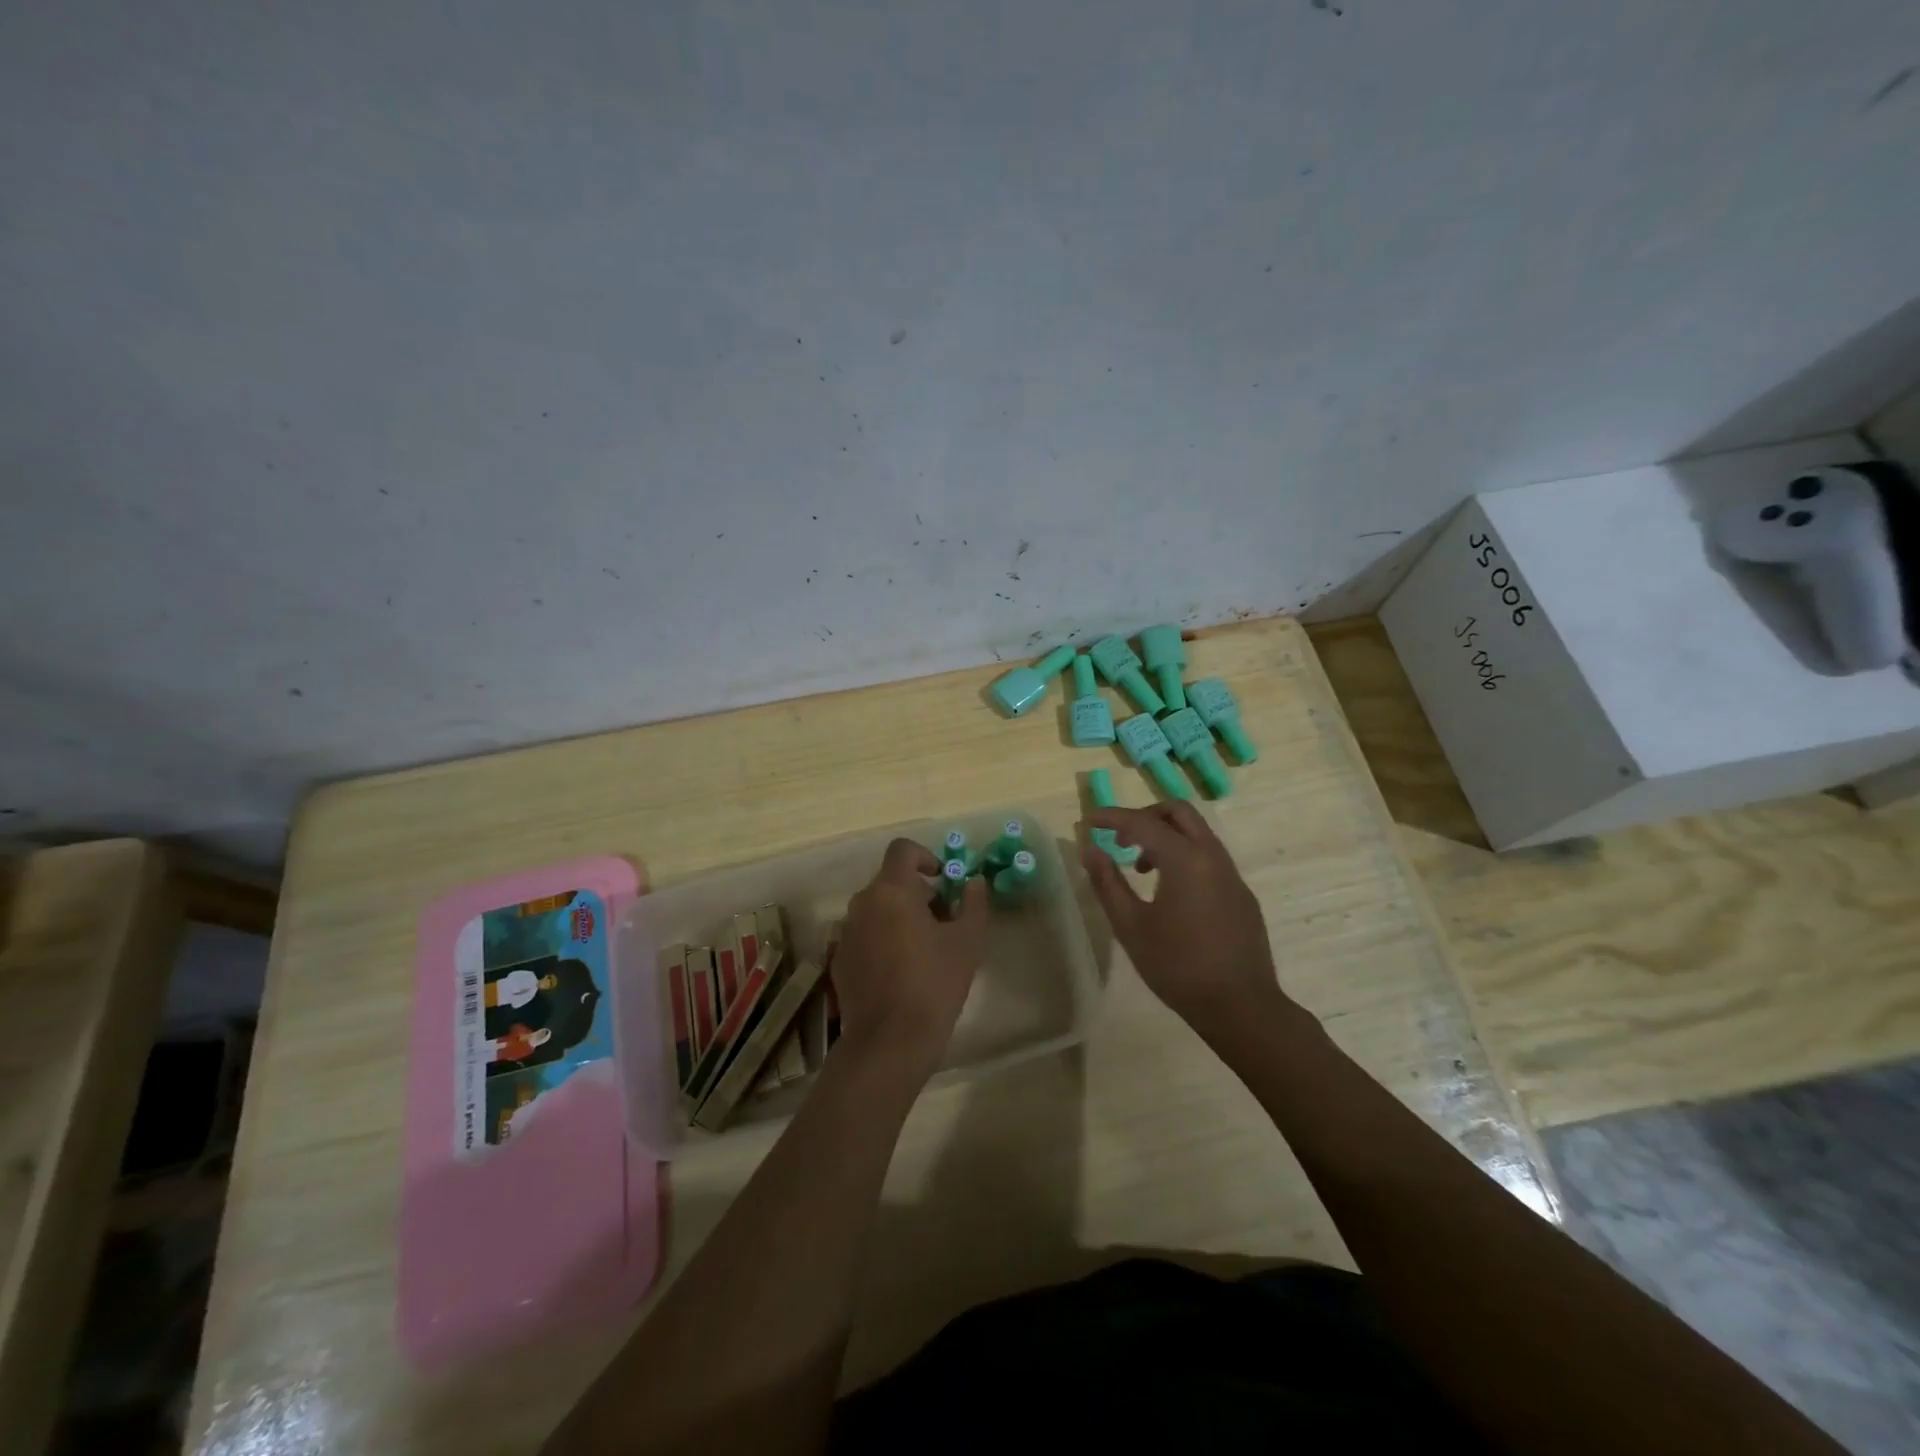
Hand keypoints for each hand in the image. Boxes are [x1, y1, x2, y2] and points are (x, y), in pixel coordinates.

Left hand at [832, 838, 989, 1079]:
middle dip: (917, 893)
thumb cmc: (933, 984)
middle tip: (943, 921)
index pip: (902, 850)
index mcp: (891, 891)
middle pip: (890, 881)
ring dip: (899, 916)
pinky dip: (882, 940)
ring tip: (923, 949)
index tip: (943, 880)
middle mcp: (862, 904)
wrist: (889, 1042)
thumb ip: (973, 903)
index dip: (925, 856)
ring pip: (876, 909)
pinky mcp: (839, 960)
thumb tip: (973, 882)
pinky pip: (864, 935)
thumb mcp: (967, 942)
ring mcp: (845, 933)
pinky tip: (900, 971)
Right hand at [1081, 803, 1291, 1034]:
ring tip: (1140, 869)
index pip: (1142, 822)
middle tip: (1120, 839)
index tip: (1089, 821)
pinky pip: (1209, 857)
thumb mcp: (1131, 926)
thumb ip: (1107, 882)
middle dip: (1145, 816)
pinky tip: (1170, 891)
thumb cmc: (1178, 966)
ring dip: (1165, 836)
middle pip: (1178, 812)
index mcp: (1185, 859)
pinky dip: (1184, 855)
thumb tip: (1089, 849)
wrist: (1240, 1006)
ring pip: (1197, 833)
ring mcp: (1232, 873)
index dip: (1111, 817)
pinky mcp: (1241, 893)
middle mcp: (1212, 855)